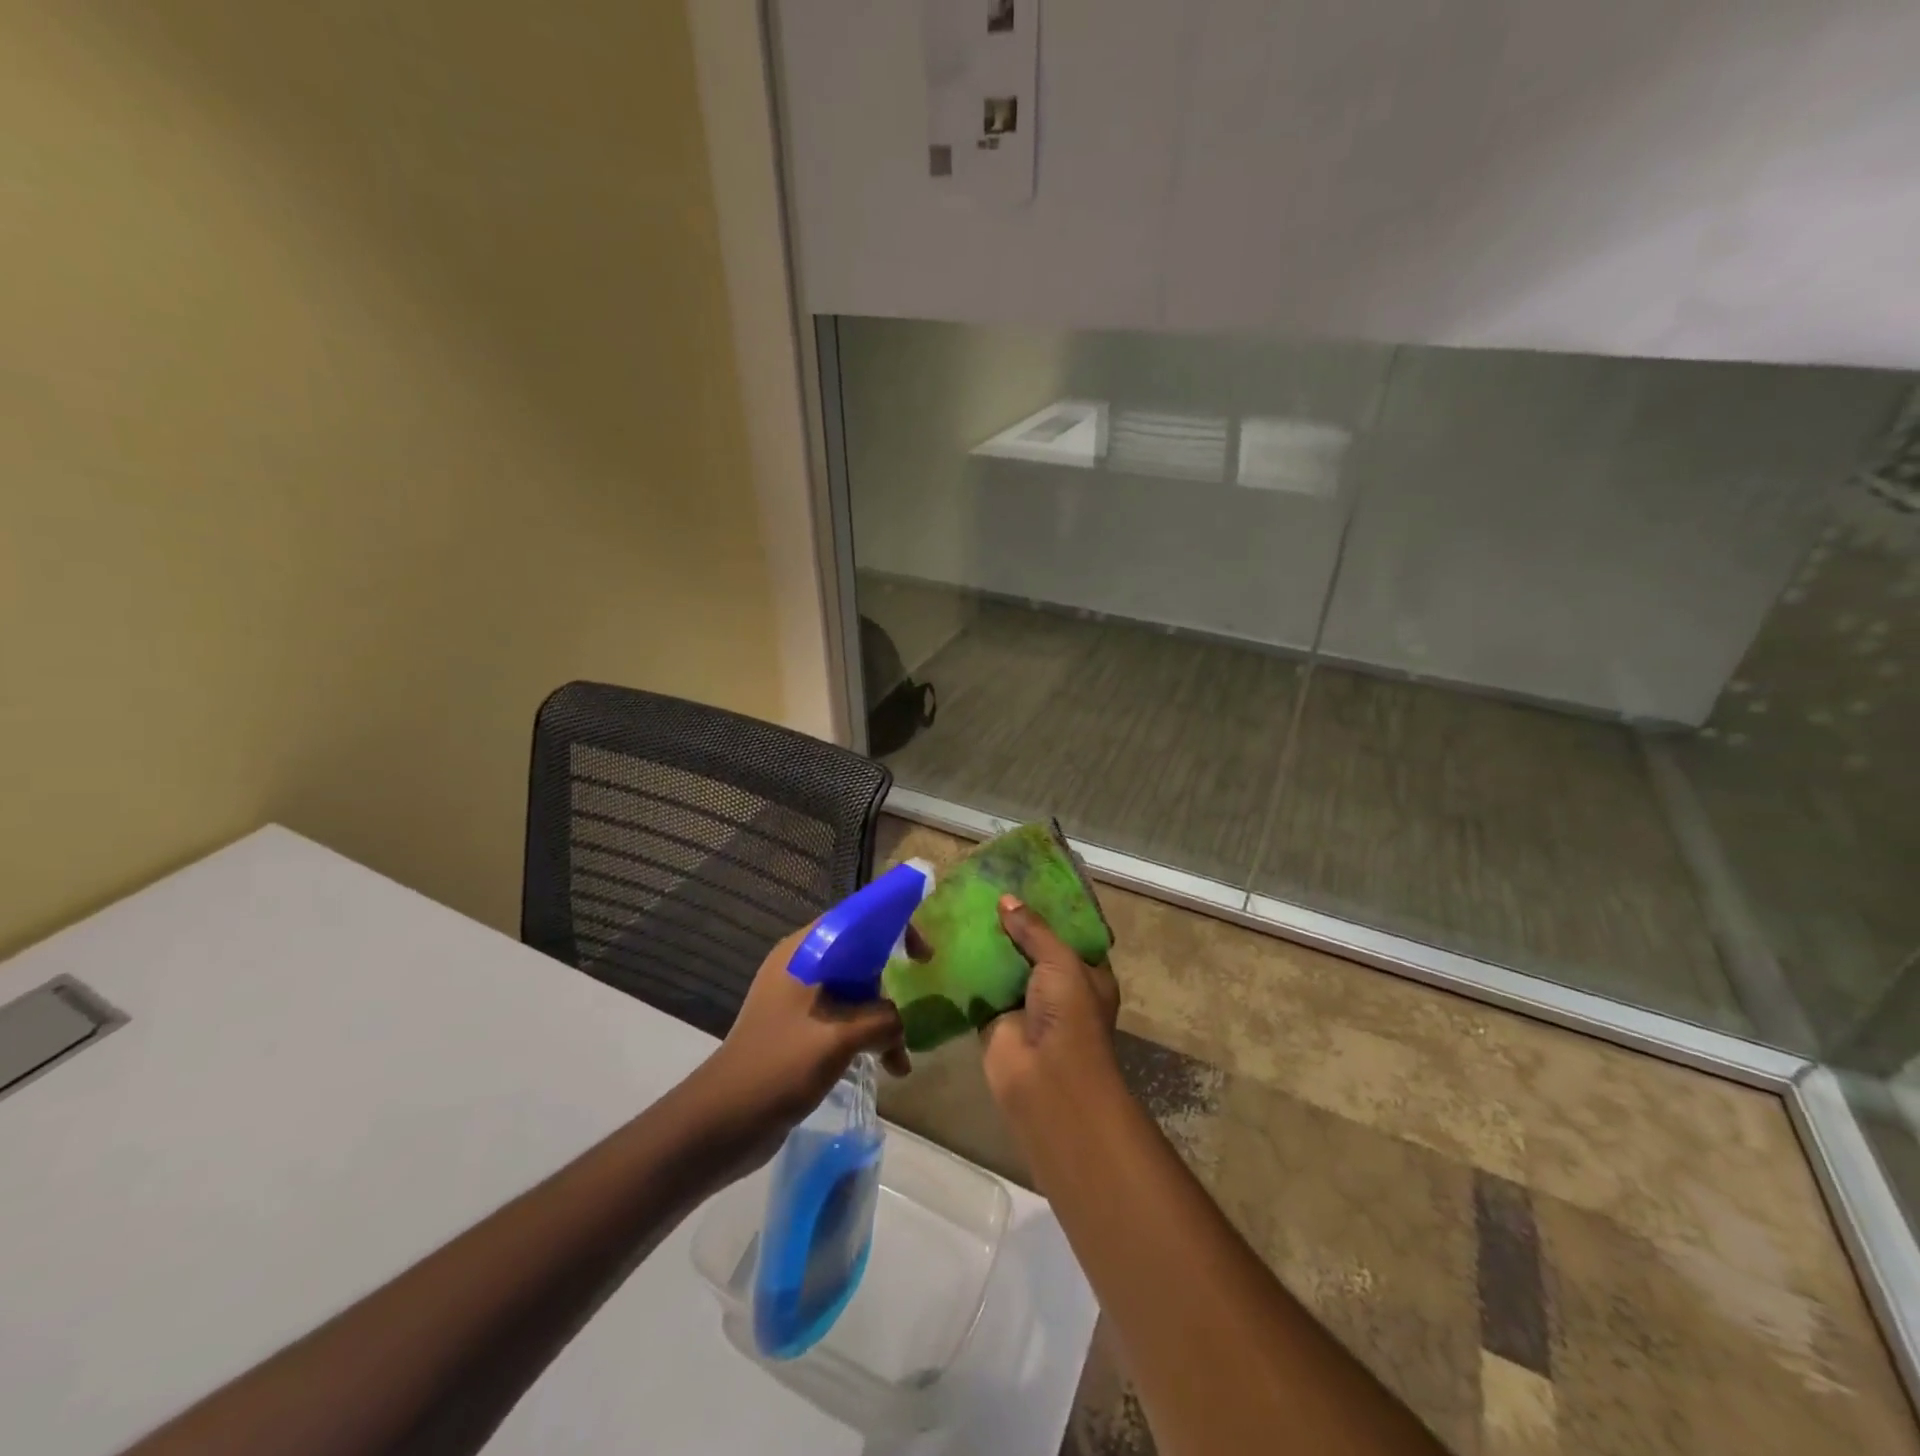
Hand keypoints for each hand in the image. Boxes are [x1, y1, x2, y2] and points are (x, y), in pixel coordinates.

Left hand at [685, 921, 909, 1169]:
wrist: (722, 1123)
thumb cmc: (779, 1066)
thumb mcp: (839, 1038)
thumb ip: (881, 1019)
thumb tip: (898, 1023)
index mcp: (804, 952)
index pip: (856, 919)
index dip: (894, 927)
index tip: (922, 956)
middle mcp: (801, 967)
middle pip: (860, 956)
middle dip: (891, 984)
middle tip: (915, 1010)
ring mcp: (798, 1000)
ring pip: (855, 992)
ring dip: (882, 1019)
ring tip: (900, 1058)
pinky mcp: (799, 1031)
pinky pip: (844, 1019)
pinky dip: (867, 1036)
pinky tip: (888, 1067)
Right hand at [980, 894, 1120, 1117]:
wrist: (1045, 1080)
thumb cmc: (1069, 1016)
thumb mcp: (1061, 962)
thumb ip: (1034, 930)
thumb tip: (1006, 900)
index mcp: (1087, 973)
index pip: (1069, 934)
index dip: (1050, 910)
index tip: (1025, 882)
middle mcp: (1058, 987)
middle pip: (1033, 947)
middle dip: (1013, 924)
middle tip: (987, 889)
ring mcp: (1024, 1003)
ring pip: (1004, 965)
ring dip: (987, 944)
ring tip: (963, 905)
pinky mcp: (993, 1018)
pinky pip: (978, 987)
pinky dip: (965, 968)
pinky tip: (947, 938)